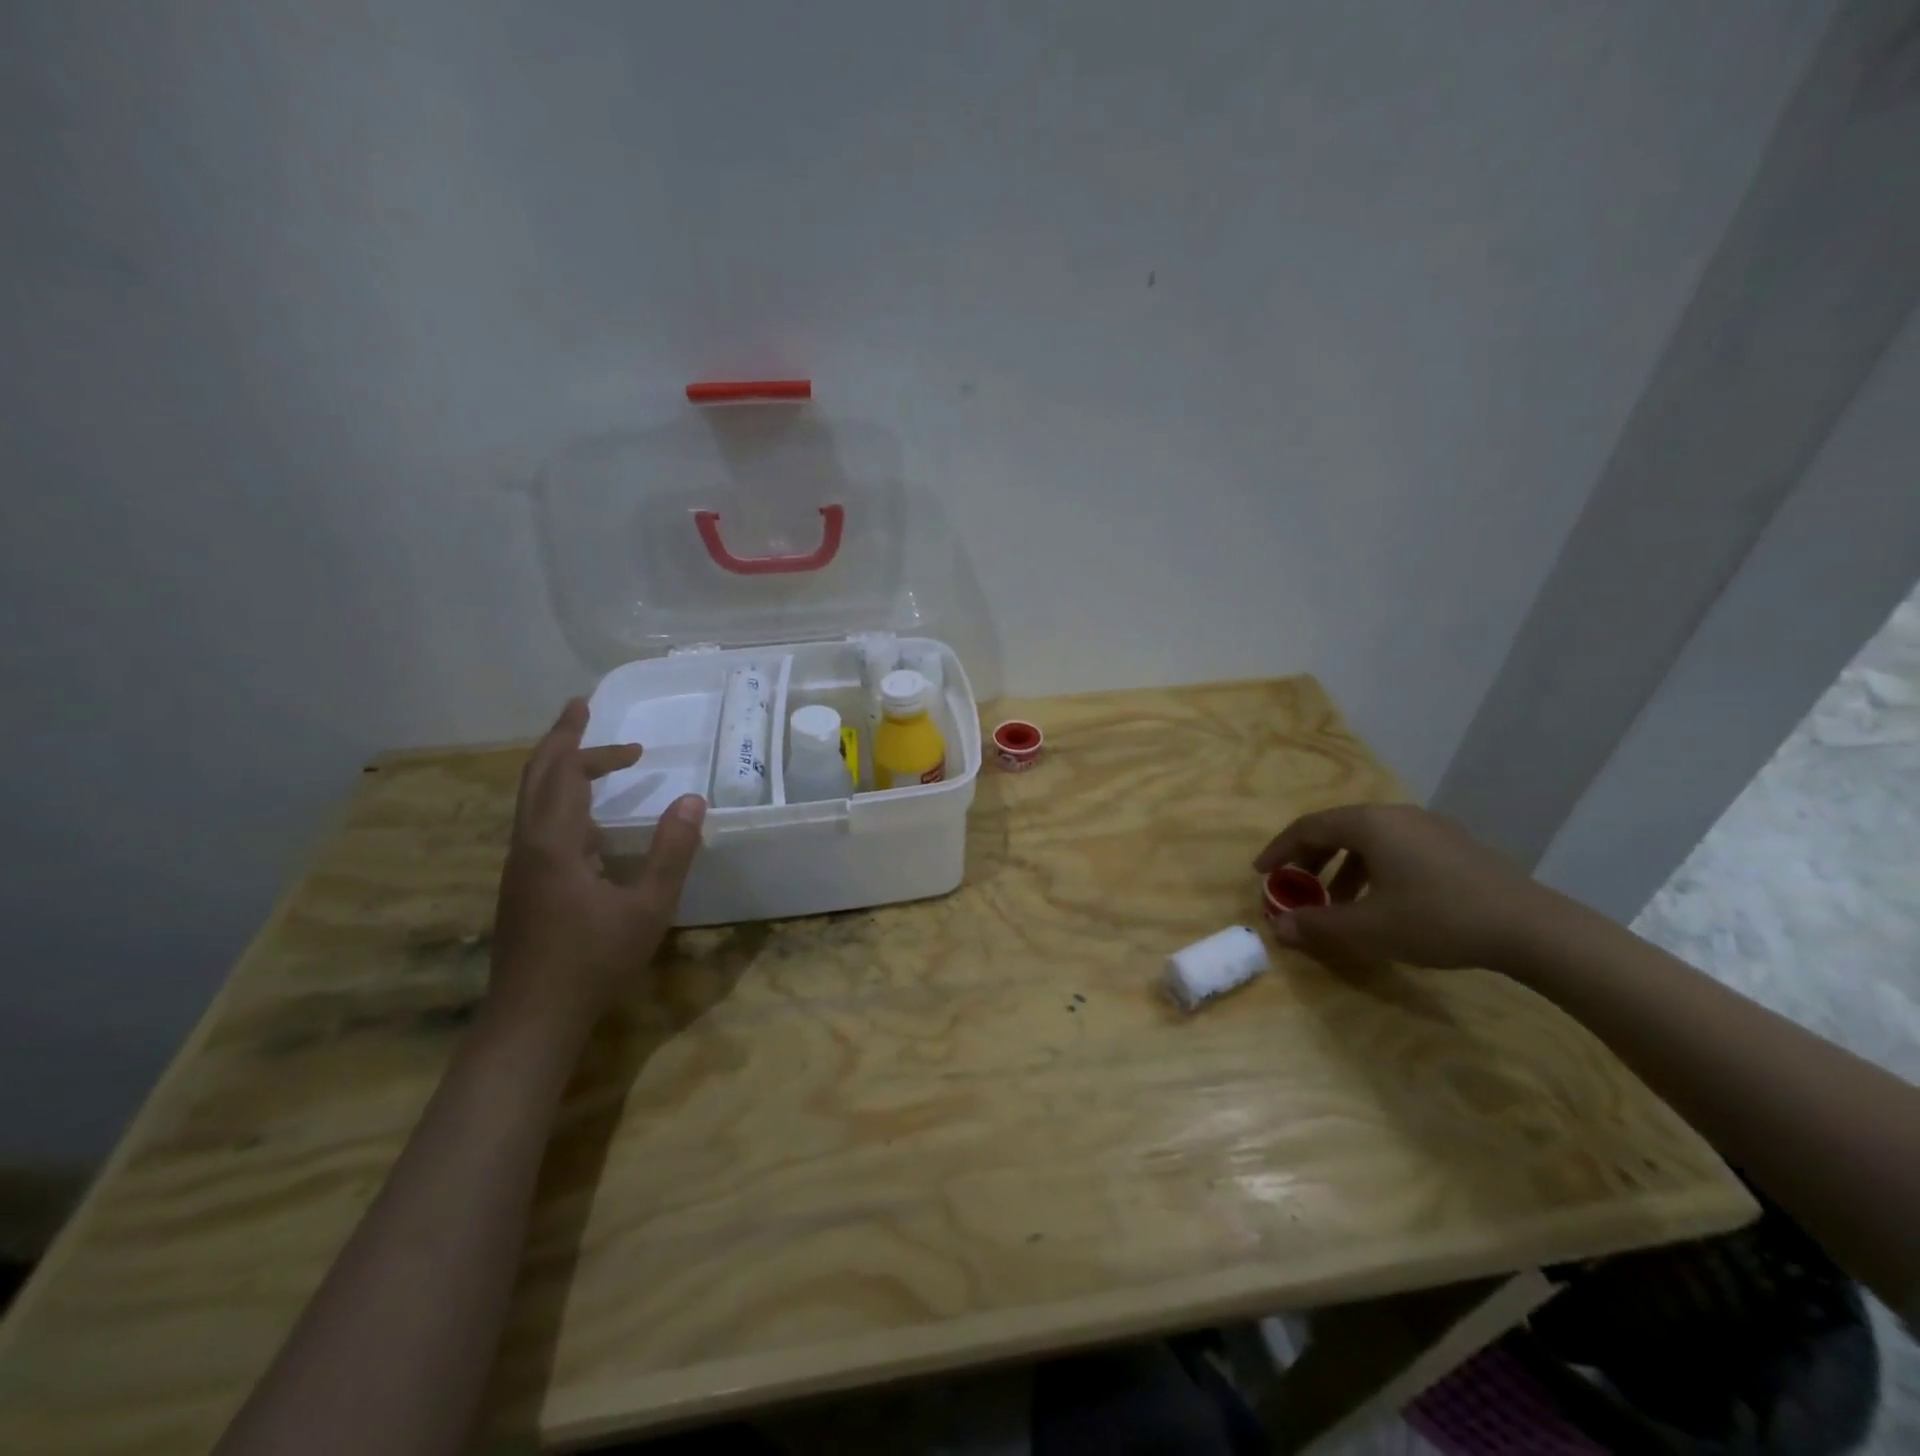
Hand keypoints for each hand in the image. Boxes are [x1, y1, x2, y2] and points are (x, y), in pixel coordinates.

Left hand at [488, 698, 705, 1038]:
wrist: (531, 1020)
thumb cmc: (593, 962)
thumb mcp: (647, 907)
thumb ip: (671, 851)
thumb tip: (692, 800)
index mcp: (553, 843)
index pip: (560, 772)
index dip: (575, 737)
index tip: (587, 706)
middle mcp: (527, 847)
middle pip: (537, 779)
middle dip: (563, 745)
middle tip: (587, 718)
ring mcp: (519, 868)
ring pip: (534, 803)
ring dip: (565, 775)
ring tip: (605, 767)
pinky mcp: (522, 888)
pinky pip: (539, 826)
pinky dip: (564, 804)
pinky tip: (593, 825)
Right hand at [1253, 803, 1567, 974]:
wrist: (1532, 929)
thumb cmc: (1438, 920)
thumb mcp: (1369, 928)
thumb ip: (1318, 925)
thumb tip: (1278, 928)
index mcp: (1370, 824)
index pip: (1308, 827)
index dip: (1279, 850)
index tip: (1261, 873)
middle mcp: (1396, 815)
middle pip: (1337, 829)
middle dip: (1309, 859)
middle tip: (1295, 888)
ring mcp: (1430, 827)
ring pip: (1369, 839)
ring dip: (1341, 867)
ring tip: (1337, 902)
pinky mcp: (1455, 845)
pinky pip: (1396, 847)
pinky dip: (1373, 868)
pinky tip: (1382, 901)